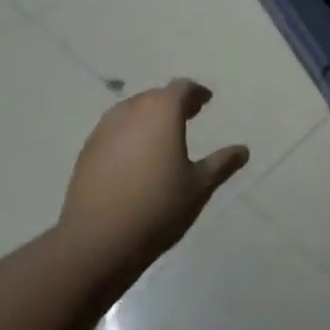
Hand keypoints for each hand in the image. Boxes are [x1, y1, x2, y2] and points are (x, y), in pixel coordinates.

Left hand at [61, 79, 249, 284]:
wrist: (97, 241)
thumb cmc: (158, 207)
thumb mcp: (199, 187)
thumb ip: (222, 163)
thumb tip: (243, 150)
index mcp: (161, 111)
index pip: (181, 88)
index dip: (196, 93)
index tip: (206, 101)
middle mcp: (131, 111)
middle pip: (155, 96)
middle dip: (173, 103)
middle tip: (189, 116)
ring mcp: (104, 130)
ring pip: (131, 111)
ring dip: (148, 117)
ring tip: (162, 136)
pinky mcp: (86, 151)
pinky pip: (114, 131)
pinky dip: (129, 134)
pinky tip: (135, 158)